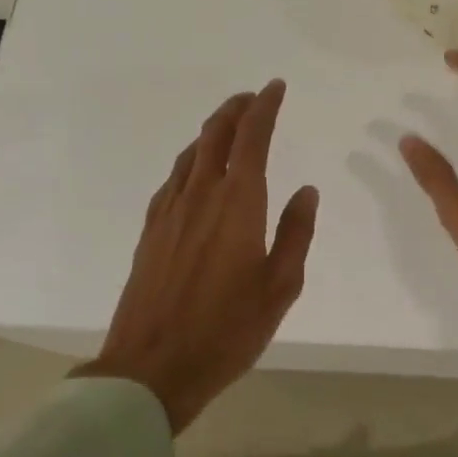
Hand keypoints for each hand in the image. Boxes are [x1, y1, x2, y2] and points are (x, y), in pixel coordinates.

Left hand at [77, 80, 318, 432]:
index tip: (275, 88)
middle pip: (215, 134)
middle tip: (252, 97)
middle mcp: (200, 195)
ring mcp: (170, 211)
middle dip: (235, 109)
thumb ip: (295, 233)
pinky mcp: (151, 230)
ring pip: (191, 153)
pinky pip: (173, 179)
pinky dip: (191, 160)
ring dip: (212, 130)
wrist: (152, 368)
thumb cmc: (226, 330)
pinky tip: (196, 172)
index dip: (264, 107)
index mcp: (238, 203)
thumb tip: (306, 191)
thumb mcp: (280, 287)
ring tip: (229, 126)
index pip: (252, 138)